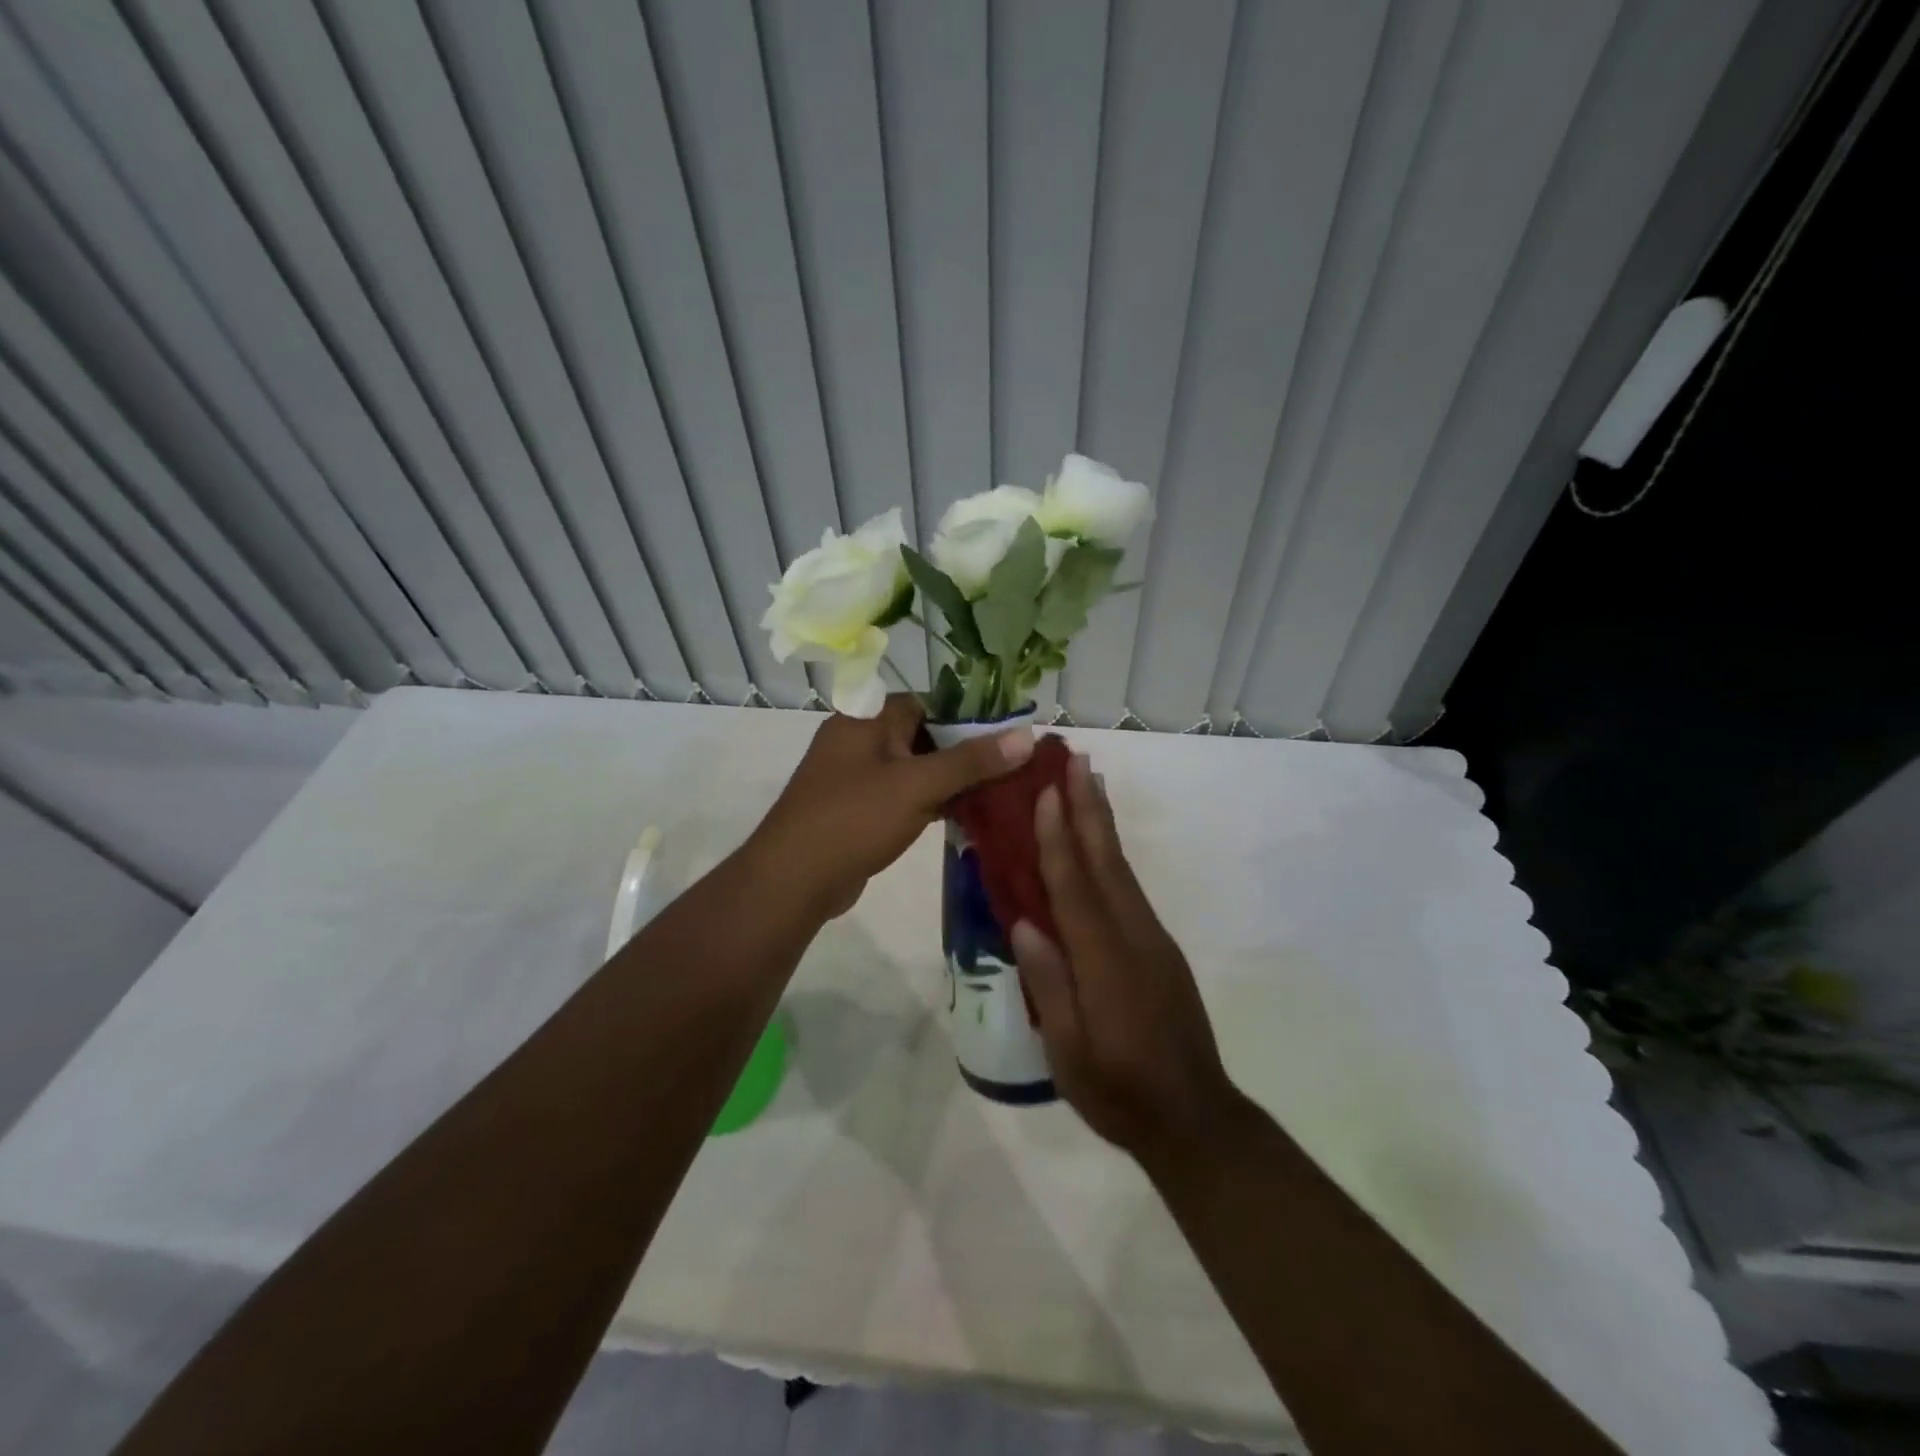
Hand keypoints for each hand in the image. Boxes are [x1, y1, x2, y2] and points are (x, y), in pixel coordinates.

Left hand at [749, 695, 1033, 919]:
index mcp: (865, 719)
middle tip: (1007, 768)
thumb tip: (1027, 735)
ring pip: (912, 769)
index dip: (964, 715)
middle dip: (961, 752)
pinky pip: (900, 797)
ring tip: (994, 792)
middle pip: (921, 736)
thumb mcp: (918, 785)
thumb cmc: (854, 818)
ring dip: (947, 781)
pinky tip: (961, 816)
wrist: (794, 879)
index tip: (1004, 734)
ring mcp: (854, 778)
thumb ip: (971, 760)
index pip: (924, 702)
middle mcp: (857, 740)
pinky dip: (928, 803)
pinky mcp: (856, 811)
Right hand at [1011, 753, 1243, 1170]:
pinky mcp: (1159, 947)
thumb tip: (1025, 922)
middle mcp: (1133, 938)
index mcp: (1105, 964)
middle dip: (1087, 807)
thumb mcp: (1069, 1054)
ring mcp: (1152, 940)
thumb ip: (1049, 985)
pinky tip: (1101, 843)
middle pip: (1105, 862)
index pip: (1074, 889)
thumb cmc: (1120, 1093)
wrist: (1195, 1118)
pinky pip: (1129, 888)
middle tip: (1072, 759)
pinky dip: (1111, 854)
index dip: (1058, 838)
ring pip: (1121, 869)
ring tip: (1087, 780)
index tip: (1046, 792)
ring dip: (1102, 821)